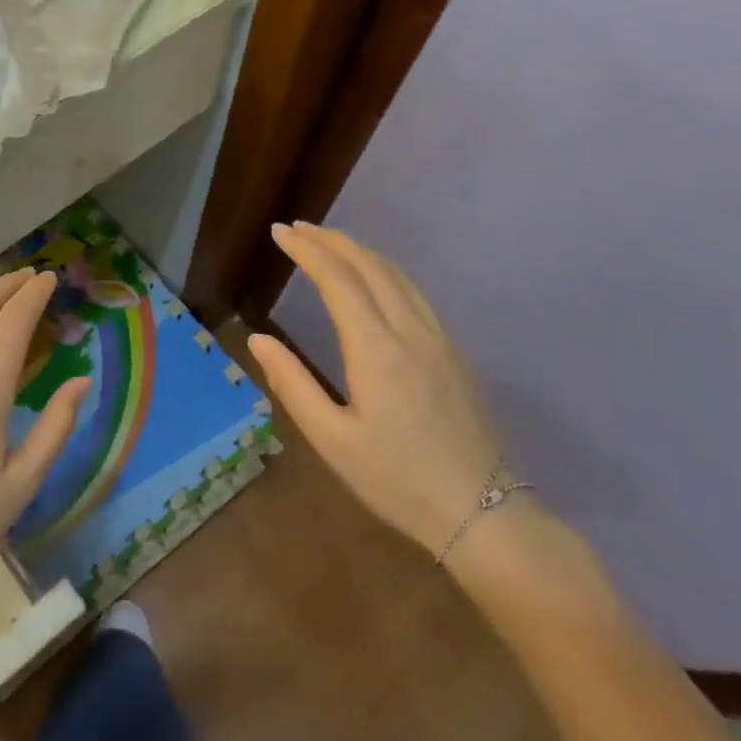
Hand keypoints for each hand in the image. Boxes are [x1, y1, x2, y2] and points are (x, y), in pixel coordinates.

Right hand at [247, 223, 508, 557]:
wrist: (482, 512)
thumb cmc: (396, 480)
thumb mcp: (331, 440)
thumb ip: (292, 384)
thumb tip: (258, 339)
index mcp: (376, 350)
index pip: (338, 280)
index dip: (307, 251)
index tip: (280, 232)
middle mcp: (411, 331)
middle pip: (370, 265)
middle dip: (331, 240)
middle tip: (297, 228)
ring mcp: (440, 339)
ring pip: (397, 275)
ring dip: (360, 250)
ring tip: (328, 241)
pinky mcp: (455, 352)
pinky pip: (415, 293)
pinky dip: (384, 270)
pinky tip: (373, 278)